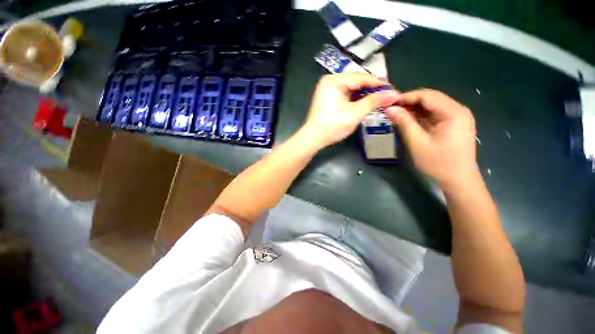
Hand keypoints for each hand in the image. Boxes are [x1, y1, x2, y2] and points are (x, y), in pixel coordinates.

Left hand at [301, 74, 399, 148]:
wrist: (314, 138)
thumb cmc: (333, 126)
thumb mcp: (355, 113)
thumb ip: (373, 102)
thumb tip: (394, 94)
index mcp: (334, 80)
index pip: (362, 77)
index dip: (379, 84)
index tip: (393, 91)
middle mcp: (330, 80)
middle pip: (357, 81)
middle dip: (372, 89)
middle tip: (387, 96)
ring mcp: (328, 89)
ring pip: (351, 88)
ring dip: (365, 94)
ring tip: (379, 100)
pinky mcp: (328, 97)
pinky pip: (346, 94)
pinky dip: (355, 98)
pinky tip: (365, 103)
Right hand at [385, 89, 478, 189]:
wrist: (458, 180)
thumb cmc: (438, 163)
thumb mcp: (417, 143)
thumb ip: (404, 123)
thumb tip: (390, 109)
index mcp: (453, 112)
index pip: (427, 96)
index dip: (406, 97)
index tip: (388, 103)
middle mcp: (458, 110)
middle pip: (430, 99)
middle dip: (409, 102)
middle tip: (390, 109)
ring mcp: (456, 117)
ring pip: (431, 106)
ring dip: (413, 109)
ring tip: (395, 114)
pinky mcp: (453, 124)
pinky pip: (433, 115)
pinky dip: (419, 116)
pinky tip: (407, 120)